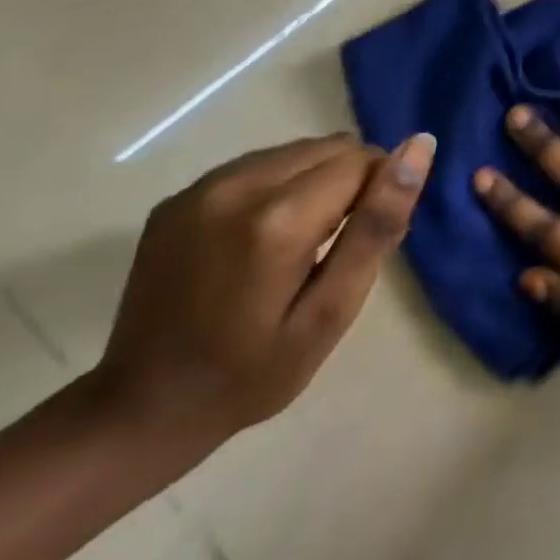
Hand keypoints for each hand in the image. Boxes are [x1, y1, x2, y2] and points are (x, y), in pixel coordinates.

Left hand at [88, 132, 432, 459]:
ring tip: (302, 241)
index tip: (365, 240)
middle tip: (336, 246)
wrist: (140, 411)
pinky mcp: (178, 197)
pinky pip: (258, 164)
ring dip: (316, 181)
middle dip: (350, 183)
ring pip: (296, 151)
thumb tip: (419, 148)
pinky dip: (280, 186)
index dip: (379, 194)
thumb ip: (378, 224)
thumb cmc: (253, 372)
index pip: (362, 160)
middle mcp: (236, 186)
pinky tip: (263, 238)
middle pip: (330, 148)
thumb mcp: (332, 310)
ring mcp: (200, 189)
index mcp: (277, 219)